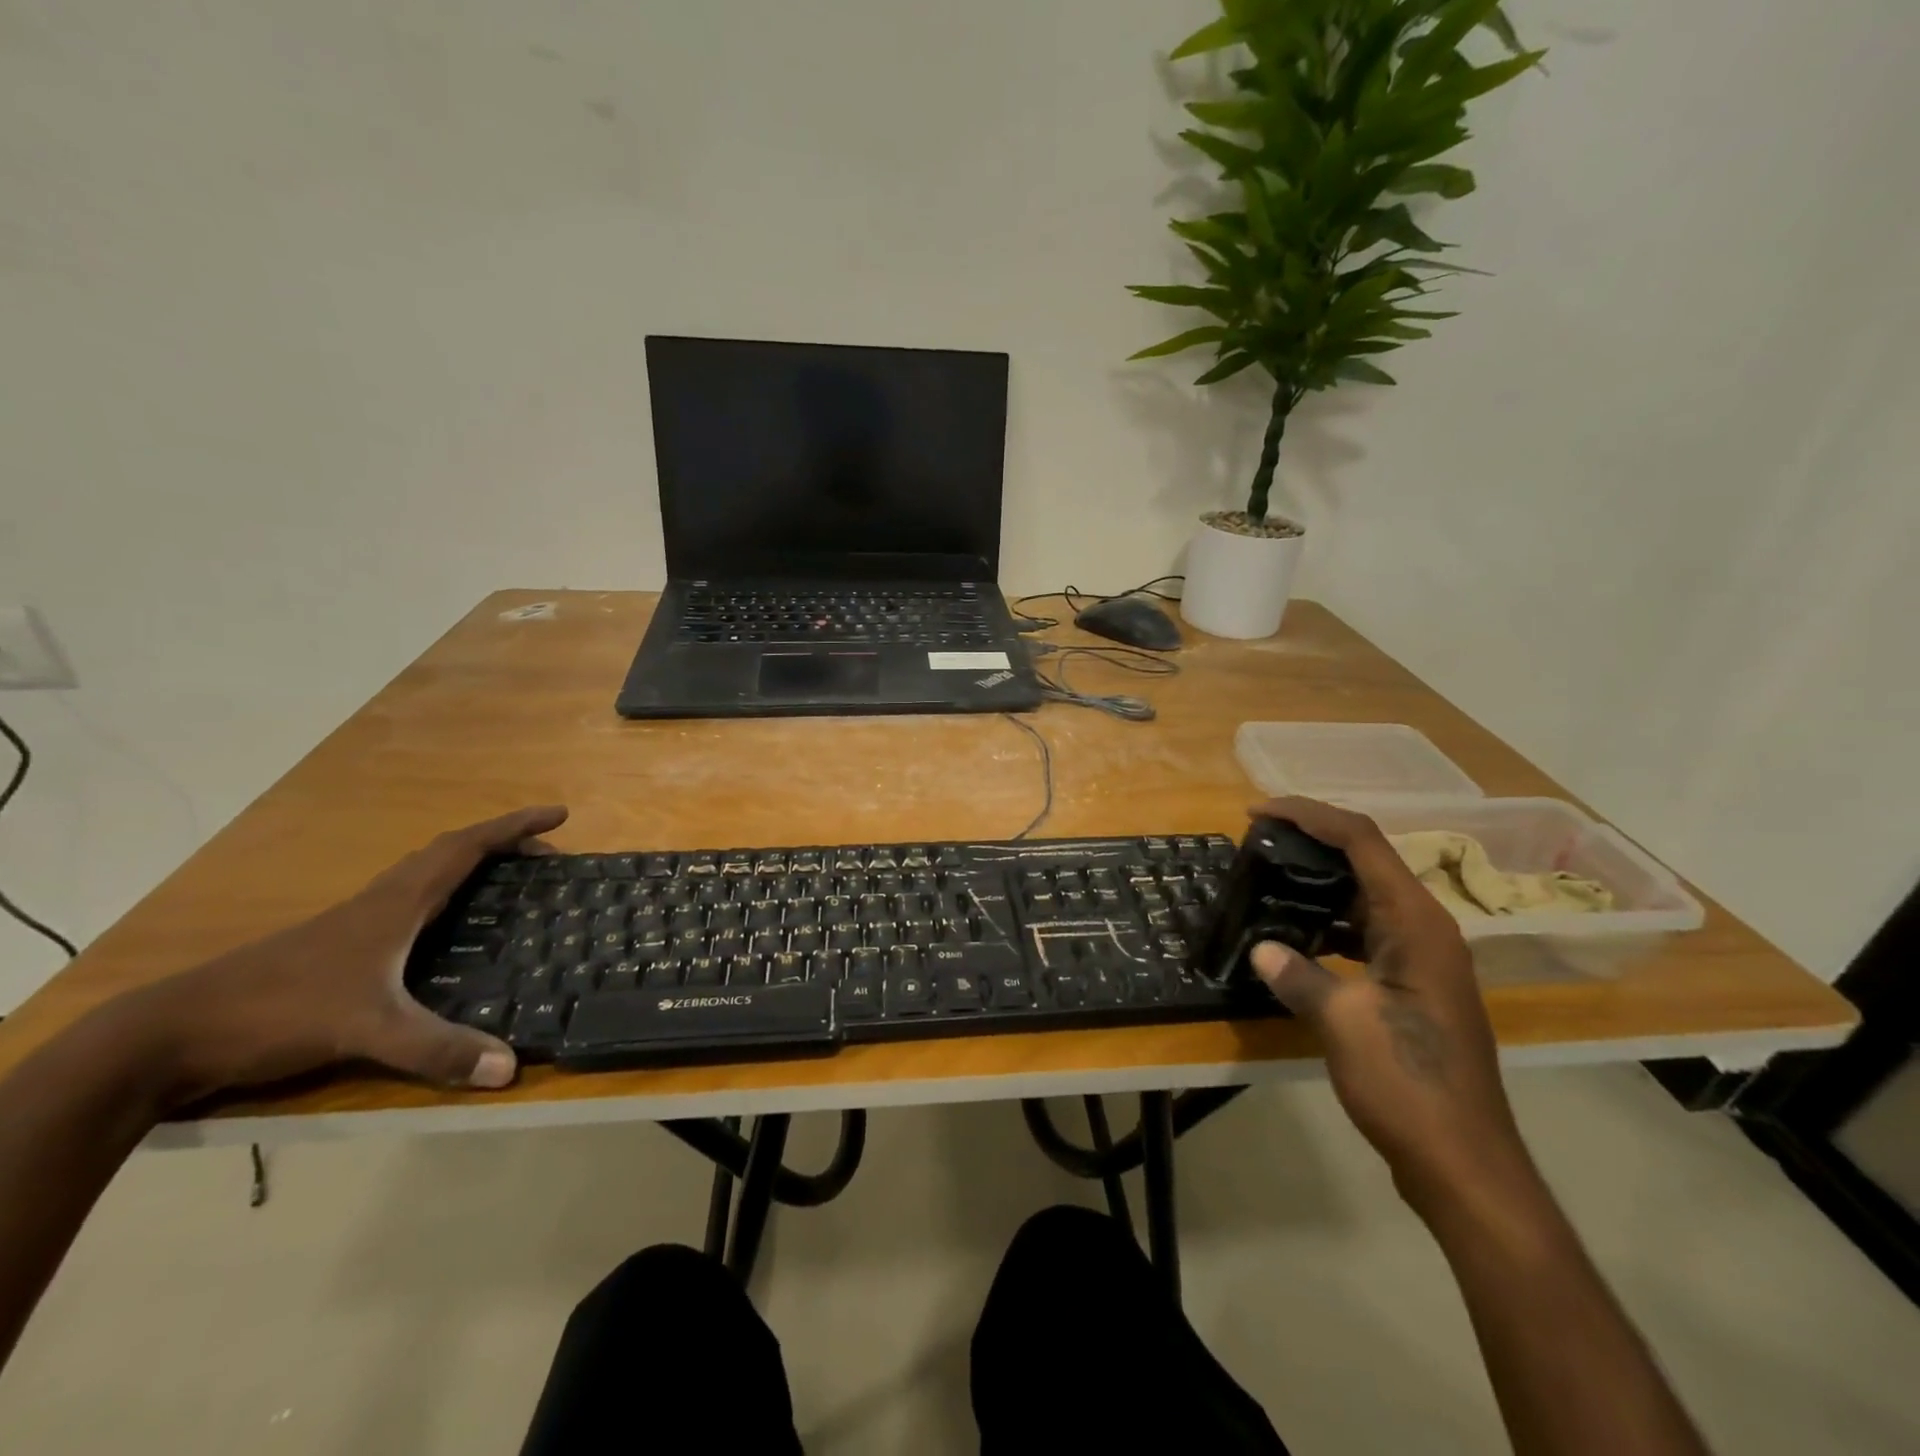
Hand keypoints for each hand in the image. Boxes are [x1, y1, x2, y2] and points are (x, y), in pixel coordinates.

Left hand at [110, 806, 567, 1106]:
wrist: (168, 1035)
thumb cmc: (276, 1012)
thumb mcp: (367, 1030)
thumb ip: (437, 1049)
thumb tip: (510, 1068)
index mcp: (396, 903)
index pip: (466, 848)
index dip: (515, 827)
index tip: (558, 815)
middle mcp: (380, 901)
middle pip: (450, 852)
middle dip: (503, 844)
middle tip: (546, 855)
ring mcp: (354, 922)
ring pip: (426, 875)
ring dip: (471, 865)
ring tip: (509, 881)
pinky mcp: (338, 947)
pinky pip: (408, 902)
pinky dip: (443, 896)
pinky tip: (446, 929)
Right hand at [1248, 797, 1535, 1212]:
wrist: (1463, 1161)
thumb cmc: (1408, 1083)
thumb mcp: (1342, 1023)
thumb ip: (1297, 975)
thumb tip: (1260, 949)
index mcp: (1416, 923)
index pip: (1361, 840)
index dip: (1309, 815)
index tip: (1259, 810)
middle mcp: (1425, 928)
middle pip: (1366, 859)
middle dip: (1311, 841)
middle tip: (1256, 840)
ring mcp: (1422, 958)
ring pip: (1365, 895)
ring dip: (1318, 881)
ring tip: (1268, 878)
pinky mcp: (1412, 984)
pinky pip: (1365, 930)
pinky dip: (1328, 920)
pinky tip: (1294, 934)